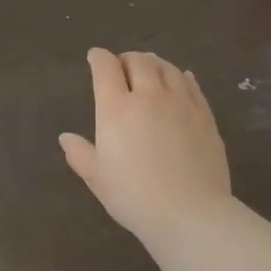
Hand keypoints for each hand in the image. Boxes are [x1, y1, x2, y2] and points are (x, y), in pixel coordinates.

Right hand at [59, 48, 232, 242]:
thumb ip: (80, 154)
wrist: (190, 213)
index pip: (106, 68)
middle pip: (138, 61)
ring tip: (150, 68)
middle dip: (126, 59)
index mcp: (116, 108)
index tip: (94, 57)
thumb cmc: (134, 197)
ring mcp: (180, 103)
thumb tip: (66, 137)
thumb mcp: (98, 178)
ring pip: (167, 68)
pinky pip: (191, 85)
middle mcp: (149, 96)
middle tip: (122, 65)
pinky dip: (181, 76)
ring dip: (154, 63)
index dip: (98, 58)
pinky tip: (181, 78)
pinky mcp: (204, 115)